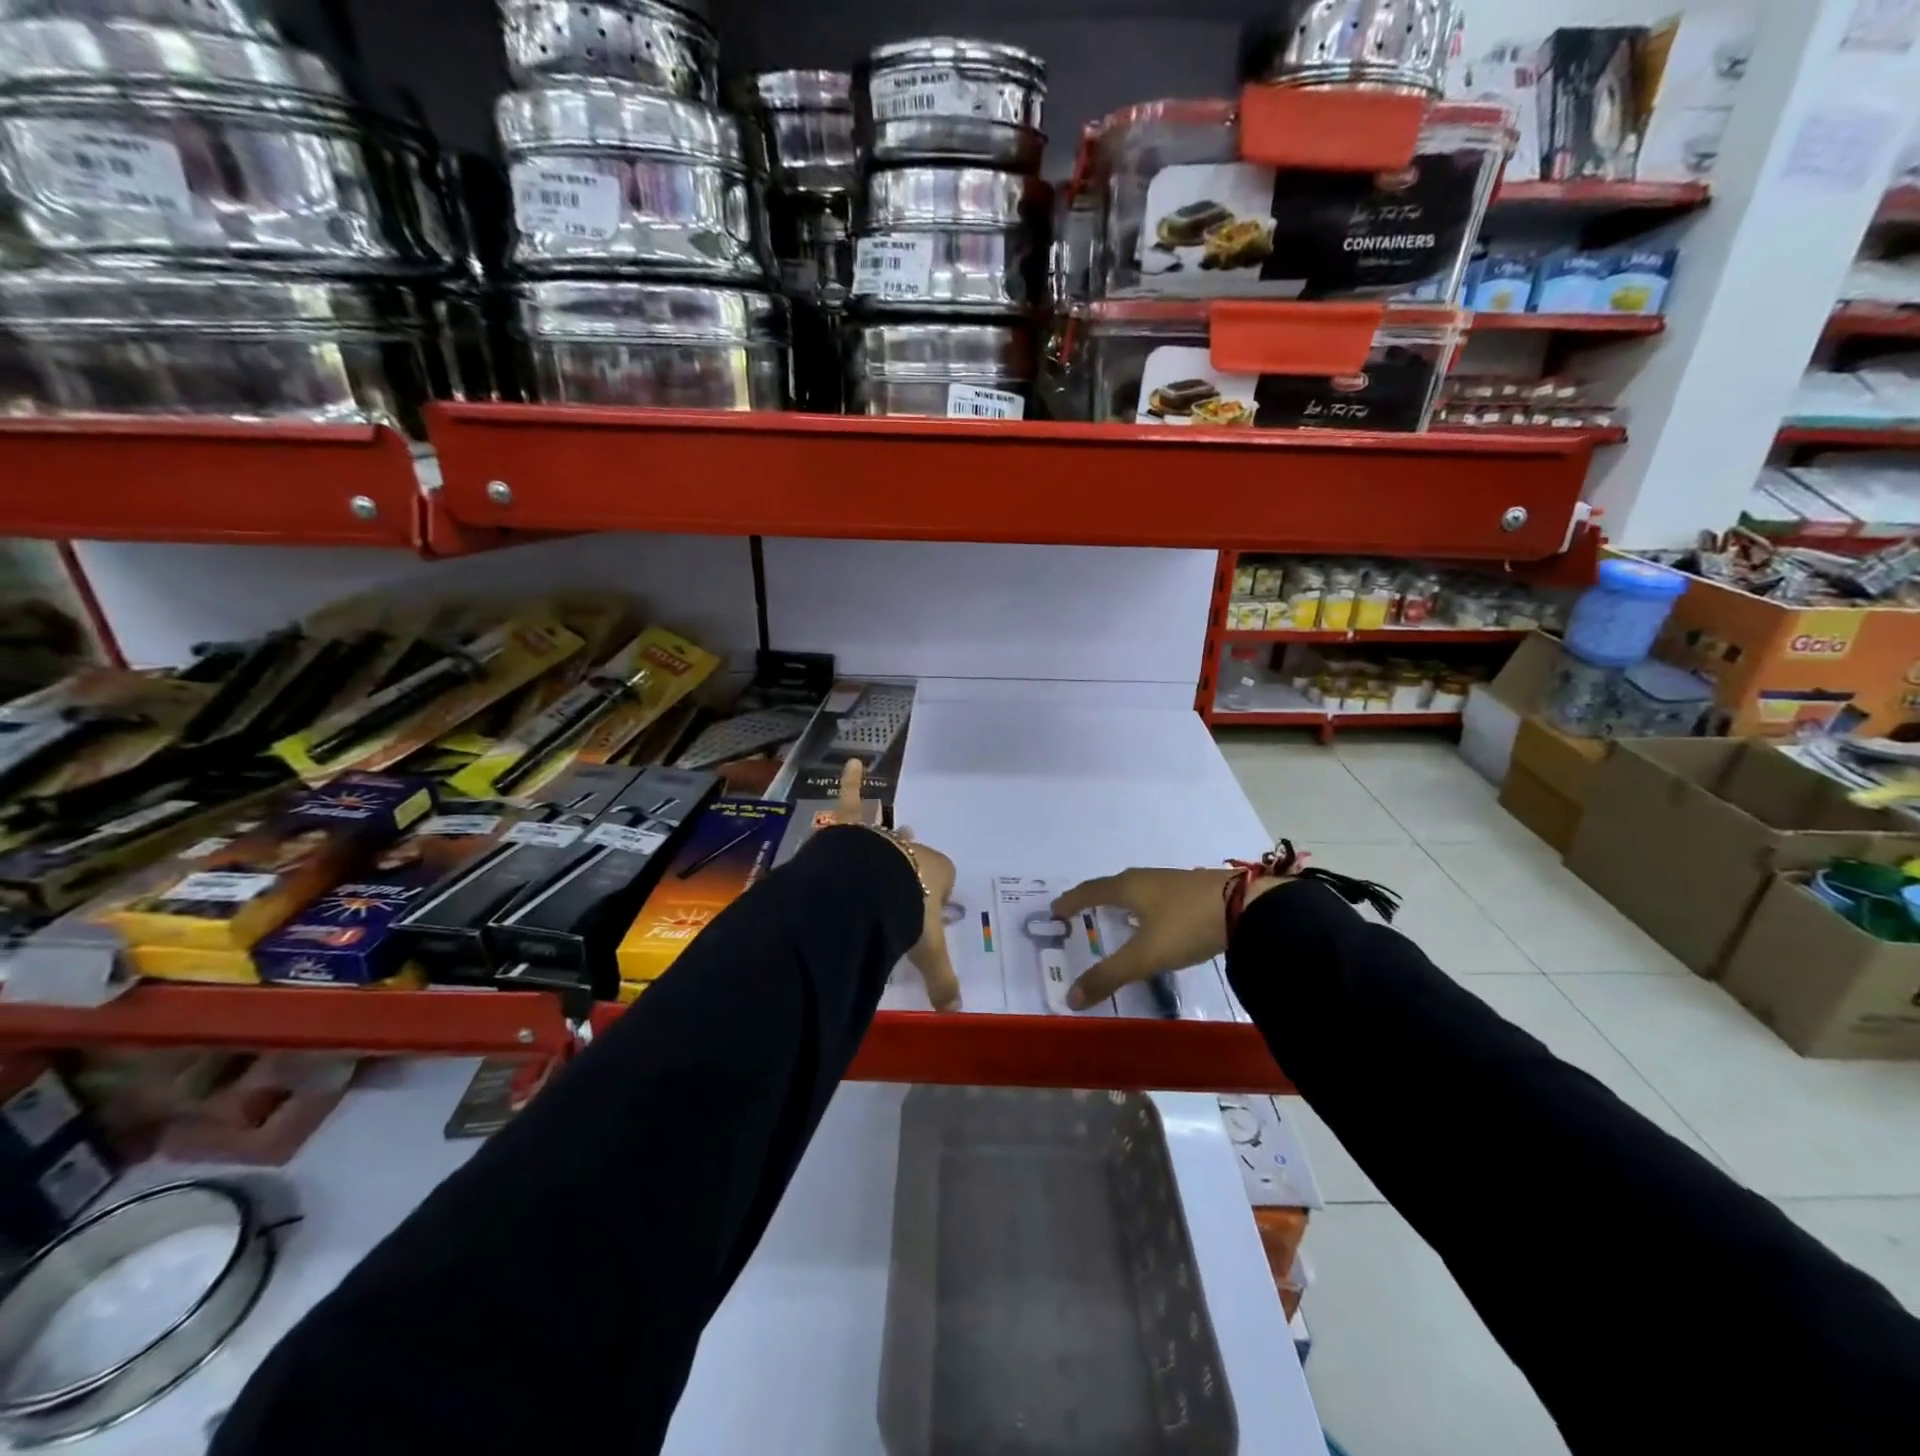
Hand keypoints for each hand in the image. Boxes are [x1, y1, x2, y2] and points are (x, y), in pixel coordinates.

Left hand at [829, 761, 960, 1011]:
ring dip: (888, 839)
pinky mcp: (856, 829)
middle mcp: (913, 851)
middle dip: (911, 871)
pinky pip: (852, 799)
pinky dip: (850, 782)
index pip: (944, 880)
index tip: (924, 916)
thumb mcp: (927, 952)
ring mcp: (884, 837)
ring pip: (888, 836)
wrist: (871, 893)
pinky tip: (850, 762)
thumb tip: (954, 1013)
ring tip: (888, 838)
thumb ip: (941, 981)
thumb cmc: (905, 917)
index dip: (935, 897)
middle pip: (917, 858)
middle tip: (903, 889)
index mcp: (938, 873)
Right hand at [1049, 867, 1290, 1009]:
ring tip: (1114, 916)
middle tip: (1079, 912)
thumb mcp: (1145, 955)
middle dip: (1093, 899)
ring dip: (1119, 901)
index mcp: (1127, 887)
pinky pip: (1155, 895)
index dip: (1071, 901)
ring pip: (1135, 889)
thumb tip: (1070, 998)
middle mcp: (1145, 878)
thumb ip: (1109, 976)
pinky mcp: (1193, 890)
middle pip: (1111, 886)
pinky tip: (1154, 920)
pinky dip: (1142, 906)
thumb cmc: (1186, 925)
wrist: (1247, 907)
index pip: (1090, 891)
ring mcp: (1171, 881)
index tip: (1055, 910)